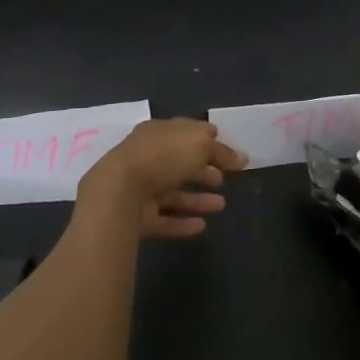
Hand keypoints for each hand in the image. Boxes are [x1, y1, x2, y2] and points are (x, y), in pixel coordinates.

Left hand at [79, 118, 247, 238]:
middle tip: (224, 179)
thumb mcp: (199, 144)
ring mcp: (140, 189)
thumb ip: (220, 150)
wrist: (120, 193)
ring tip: (222, 205)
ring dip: (198, 199)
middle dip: (203, 170)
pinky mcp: (138, 218)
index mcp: (157, 133)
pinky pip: (165, 219)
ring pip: (174, 193)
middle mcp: (147, 158)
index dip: (207, 140)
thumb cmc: (162, 157)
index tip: (227, 152)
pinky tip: (202, 225)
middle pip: (179, 164)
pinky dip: (183, 222)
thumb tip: (239, 156)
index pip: (185, 133)